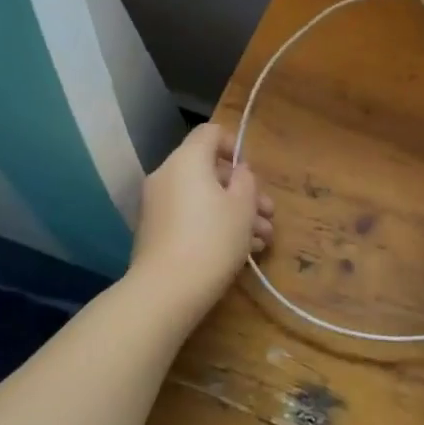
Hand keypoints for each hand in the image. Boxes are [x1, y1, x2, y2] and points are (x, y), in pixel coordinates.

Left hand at [128, 123, 274, 322]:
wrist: (166, 291)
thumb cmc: (213, 239)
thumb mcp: (243, 206)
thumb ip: (245, 180)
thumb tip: (238, 172)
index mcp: (187, 160)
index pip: (210, 133)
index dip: (234, 145)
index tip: (251, 172)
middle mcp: (167, 176)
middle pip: (209, 170)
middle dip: (243, 191)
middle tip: (268, 214)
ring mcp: (157, 205)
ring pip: (202, 197)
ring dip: (233, 212)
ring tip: (262, 240)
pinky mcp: (155, 232)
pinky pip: (189, 216)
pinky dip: (212, 225)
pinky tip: (241, 251)